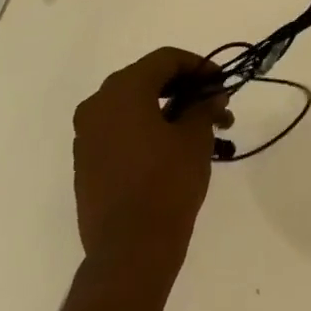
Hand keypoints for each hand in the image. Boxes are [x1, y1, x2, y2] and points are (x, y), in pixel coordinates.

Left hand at [72, 47, 230, 283]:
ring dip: (170, 112)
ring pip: (135, 107)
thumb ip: (204, 107)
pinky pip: (122, 131)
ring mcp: (88, 135)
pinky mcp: (87, 162)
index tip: (222, 84)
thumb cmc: (166, 184)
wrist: (129, 251)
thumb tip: (211, 95)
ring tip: (205, 133)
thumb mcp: (195, 138)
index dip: (199, 66)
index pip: (165, 59)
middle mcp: (98, 104)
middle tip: (216, 107)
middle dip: (186, 90)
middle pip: (148, 80)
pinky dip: (150, 130)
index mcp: (122, 90)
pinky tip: (177, 150)